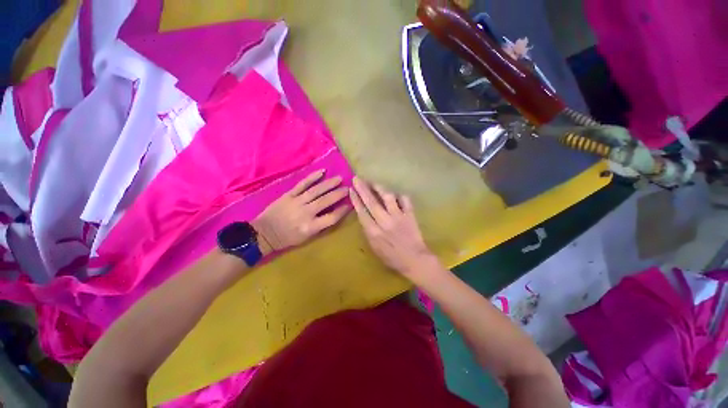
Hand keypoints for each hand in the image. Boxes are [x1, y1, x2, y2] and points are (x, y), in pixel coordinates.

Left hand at [252, 170, 349, 251]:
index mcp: (310, 227)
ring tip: (339, 179)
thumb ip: (321, 226)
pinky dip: (312, 177)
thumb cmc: (287, 238)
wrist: (263, 233)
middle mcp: (306, 213)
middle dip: (339, 194)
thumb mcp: (306, 238)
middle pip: (326, 201)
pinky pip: (302, 184)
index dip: (343, 210)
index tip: (350, 204)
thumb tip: (335, 214)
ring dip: (329, 184)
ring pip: (316, 190)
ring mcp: (297, 202)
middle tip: (348, 188)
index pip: (332, 217)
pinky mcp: (288, 195)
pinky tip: (322, 171)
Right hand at [349, 177, 439, 279]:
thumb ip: (368, 231)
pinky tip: (395, 194)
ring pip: (387, 197)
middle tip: (357, 178)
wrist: (415, 260)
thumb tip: (364, 216)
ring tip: (373, 182)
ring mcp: (398, 216)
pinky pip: (405, 200)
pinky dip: (399, 195)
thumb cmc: (392, 257)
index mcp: (374, 232)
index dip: (356, 199)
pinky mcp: (409, 215)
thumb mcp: (374, 248)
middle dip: (362, 188)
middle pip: (371, 201)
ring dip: (379, 187)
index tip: (351, 189)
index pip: (362, 212)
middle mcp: (384, 222)